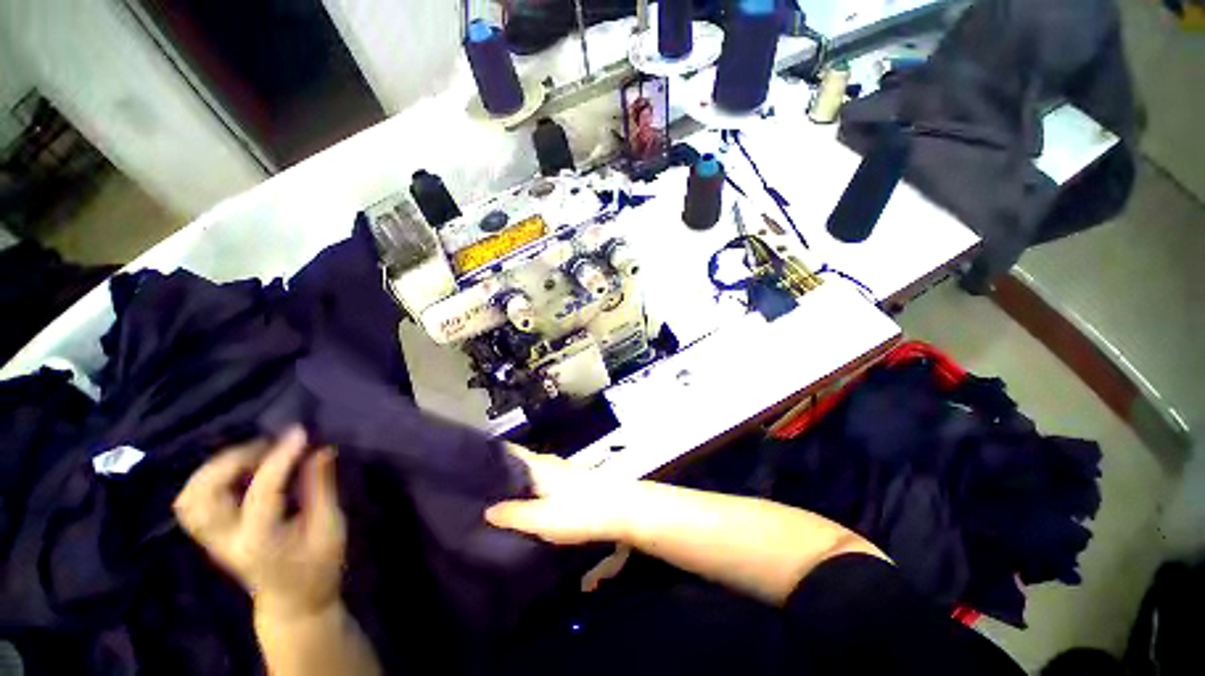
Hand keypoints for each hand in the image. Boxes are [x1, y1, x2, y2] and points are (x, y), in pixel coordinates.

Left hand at [174, 426, 345, 620]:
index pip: (261, 492)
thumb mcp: (330, 528)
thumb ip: (321, 488)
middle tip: (269, 445)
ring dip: (217, 468)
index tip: (300, 432)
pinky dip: (207, 480)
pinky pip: (191, 502)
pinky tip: (236, 472)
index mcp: (260, 542)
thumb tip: (321, 450)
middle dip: (235, 459)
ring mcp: (211, 540)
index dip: (280, 457)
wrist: (292, 603)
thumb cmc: (318, 567)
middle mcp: (226, 540)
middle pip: (205, 494)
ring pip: (190, 497)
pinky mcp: (209, 537)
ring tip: (252, 455)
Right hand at [484, 444, 633, 545]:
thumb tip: (485, 509)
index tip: (466, 460)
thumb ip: (513, 514)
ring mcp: (560, 471)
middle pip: (517, 461)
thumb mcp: (541, 519)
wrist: (619, 509)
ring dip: (512, 479)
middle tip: (472, 484)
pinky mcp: (569, 482)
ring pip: (529, 471)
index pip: (509, 451)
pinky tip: (522, 501)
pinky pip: (540, 480)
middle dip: (497, 470)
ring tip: (491, 494)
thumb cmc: (579, 512)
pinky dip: (527, 487)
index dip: (488, 453)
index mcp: (538, 465)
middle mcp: (548, 463)